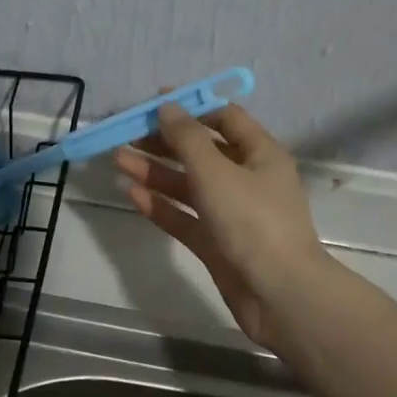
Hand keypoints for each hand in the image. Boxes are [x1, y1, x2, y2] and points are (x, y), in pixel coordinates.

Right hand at [116, 103, 329, 349]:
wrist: (278, 294)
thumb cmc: (252, 222)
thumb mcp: (216, 171)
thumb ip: (188, 138)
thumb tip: (168, 106)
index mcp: (260, 154)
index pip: (225, 118)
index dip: (191, 107)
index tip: (154, 102)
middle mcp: (247, 180)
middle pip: (202, 152)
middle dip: (164, 141)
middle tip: (126, 134)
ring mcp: (232, 214)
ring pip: (189, 185)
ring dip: (156, 171)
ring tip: (118, 160)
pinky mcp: (217, 244)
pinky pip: (185, 218)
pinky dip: (161, 205)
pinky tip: (132, 194)